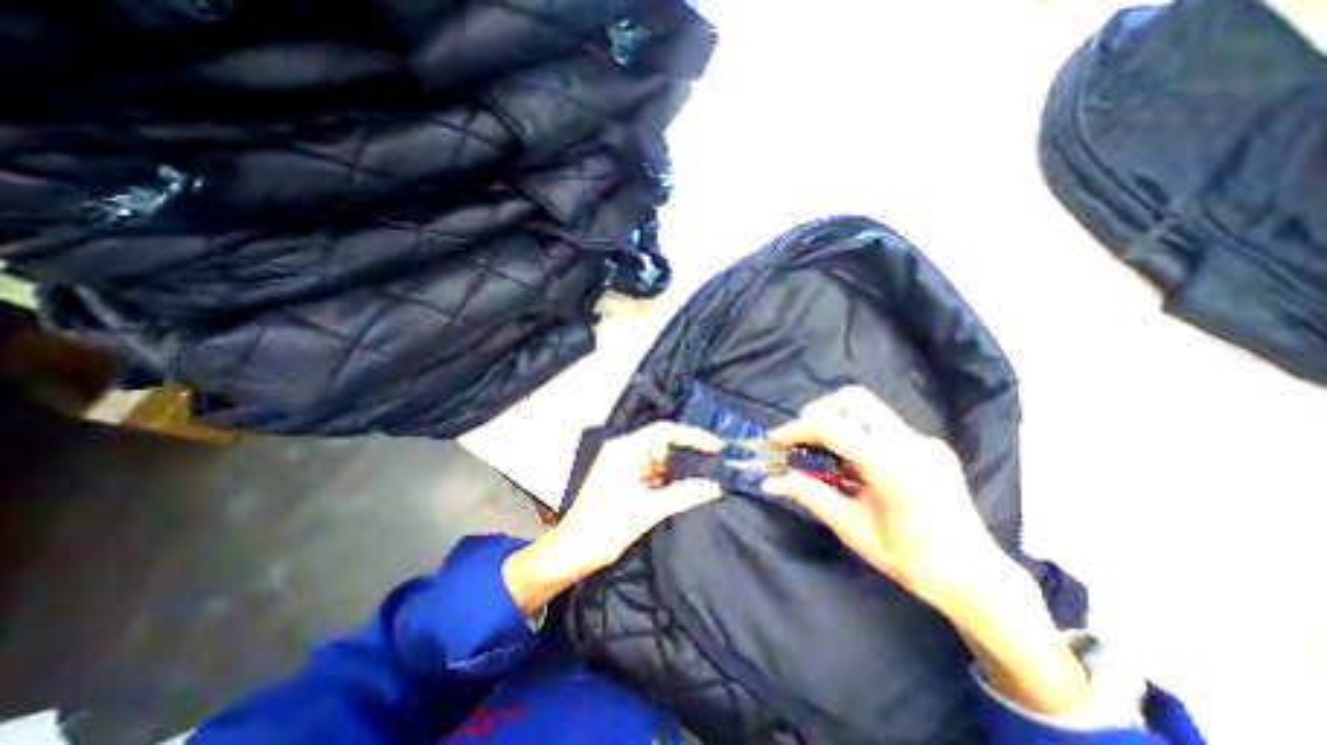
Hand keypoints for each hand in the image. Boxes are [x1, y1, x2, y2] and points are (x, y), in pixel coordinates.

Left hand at [503, 423, 720, 619]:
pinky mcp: (620, 480)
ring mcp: (619, 465)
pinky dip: (664, 480)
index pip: (665, 431)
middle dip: (684, 454)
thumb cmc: (605, 527)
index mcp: (625, 450)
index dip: (692, 436)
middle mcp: (622, 451)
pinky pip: (648, 473)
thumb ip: (683, 495)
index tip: (715, 447)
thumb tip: (714, 486)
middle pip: (661, 444)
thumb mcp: (648, 509)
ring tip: (700, 478)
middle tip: (711, 465)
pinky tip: (680, 490)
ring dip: (675, 470)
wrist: (571, 553)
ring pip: (656, 460)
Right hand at [761, 386, 1001, 612]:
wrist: (975, 578)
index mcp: (891, 466)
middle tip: (800, 436)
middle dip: (817, 411)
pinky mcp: (929, 444)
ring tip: (821, 447)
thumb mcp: (850, 528)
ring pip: (868, 407)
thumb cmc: (909, 560)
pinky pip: (882, 424)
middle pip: (852, 398)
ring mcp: (924, 440)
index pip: (832, 427)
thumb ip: (808, 495)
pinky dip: (856, 432)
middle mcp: (910, 442)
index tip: (775, 439)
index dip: (796, 429)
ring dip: (836, 418)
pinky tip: (852, 460)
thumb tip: (769, 482)